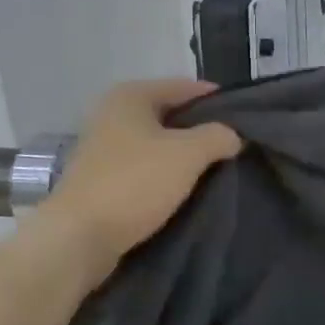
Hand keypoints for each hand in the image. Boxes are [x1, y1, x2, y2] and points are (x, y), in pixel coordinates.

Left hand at [39, 79, 241, 273]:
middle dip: (201, 131)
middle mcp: (112, 114)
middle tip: (234, 148)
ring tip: (216, 172)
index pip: (185, 87)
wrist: (79, 237)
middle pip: (170, 116)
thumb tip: (233, 135)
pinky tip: (186, 191)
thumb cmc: (134, 183)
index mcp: (130, 96)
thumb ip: (218, 136)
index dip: (217, 100)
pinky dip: (165, 177)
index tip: (246, 120)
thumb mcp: (188, 154)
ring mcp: (103, 149)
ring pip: (158, 145)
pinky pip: (145, 170)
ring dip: (184, 157)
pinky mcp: (102, 180)